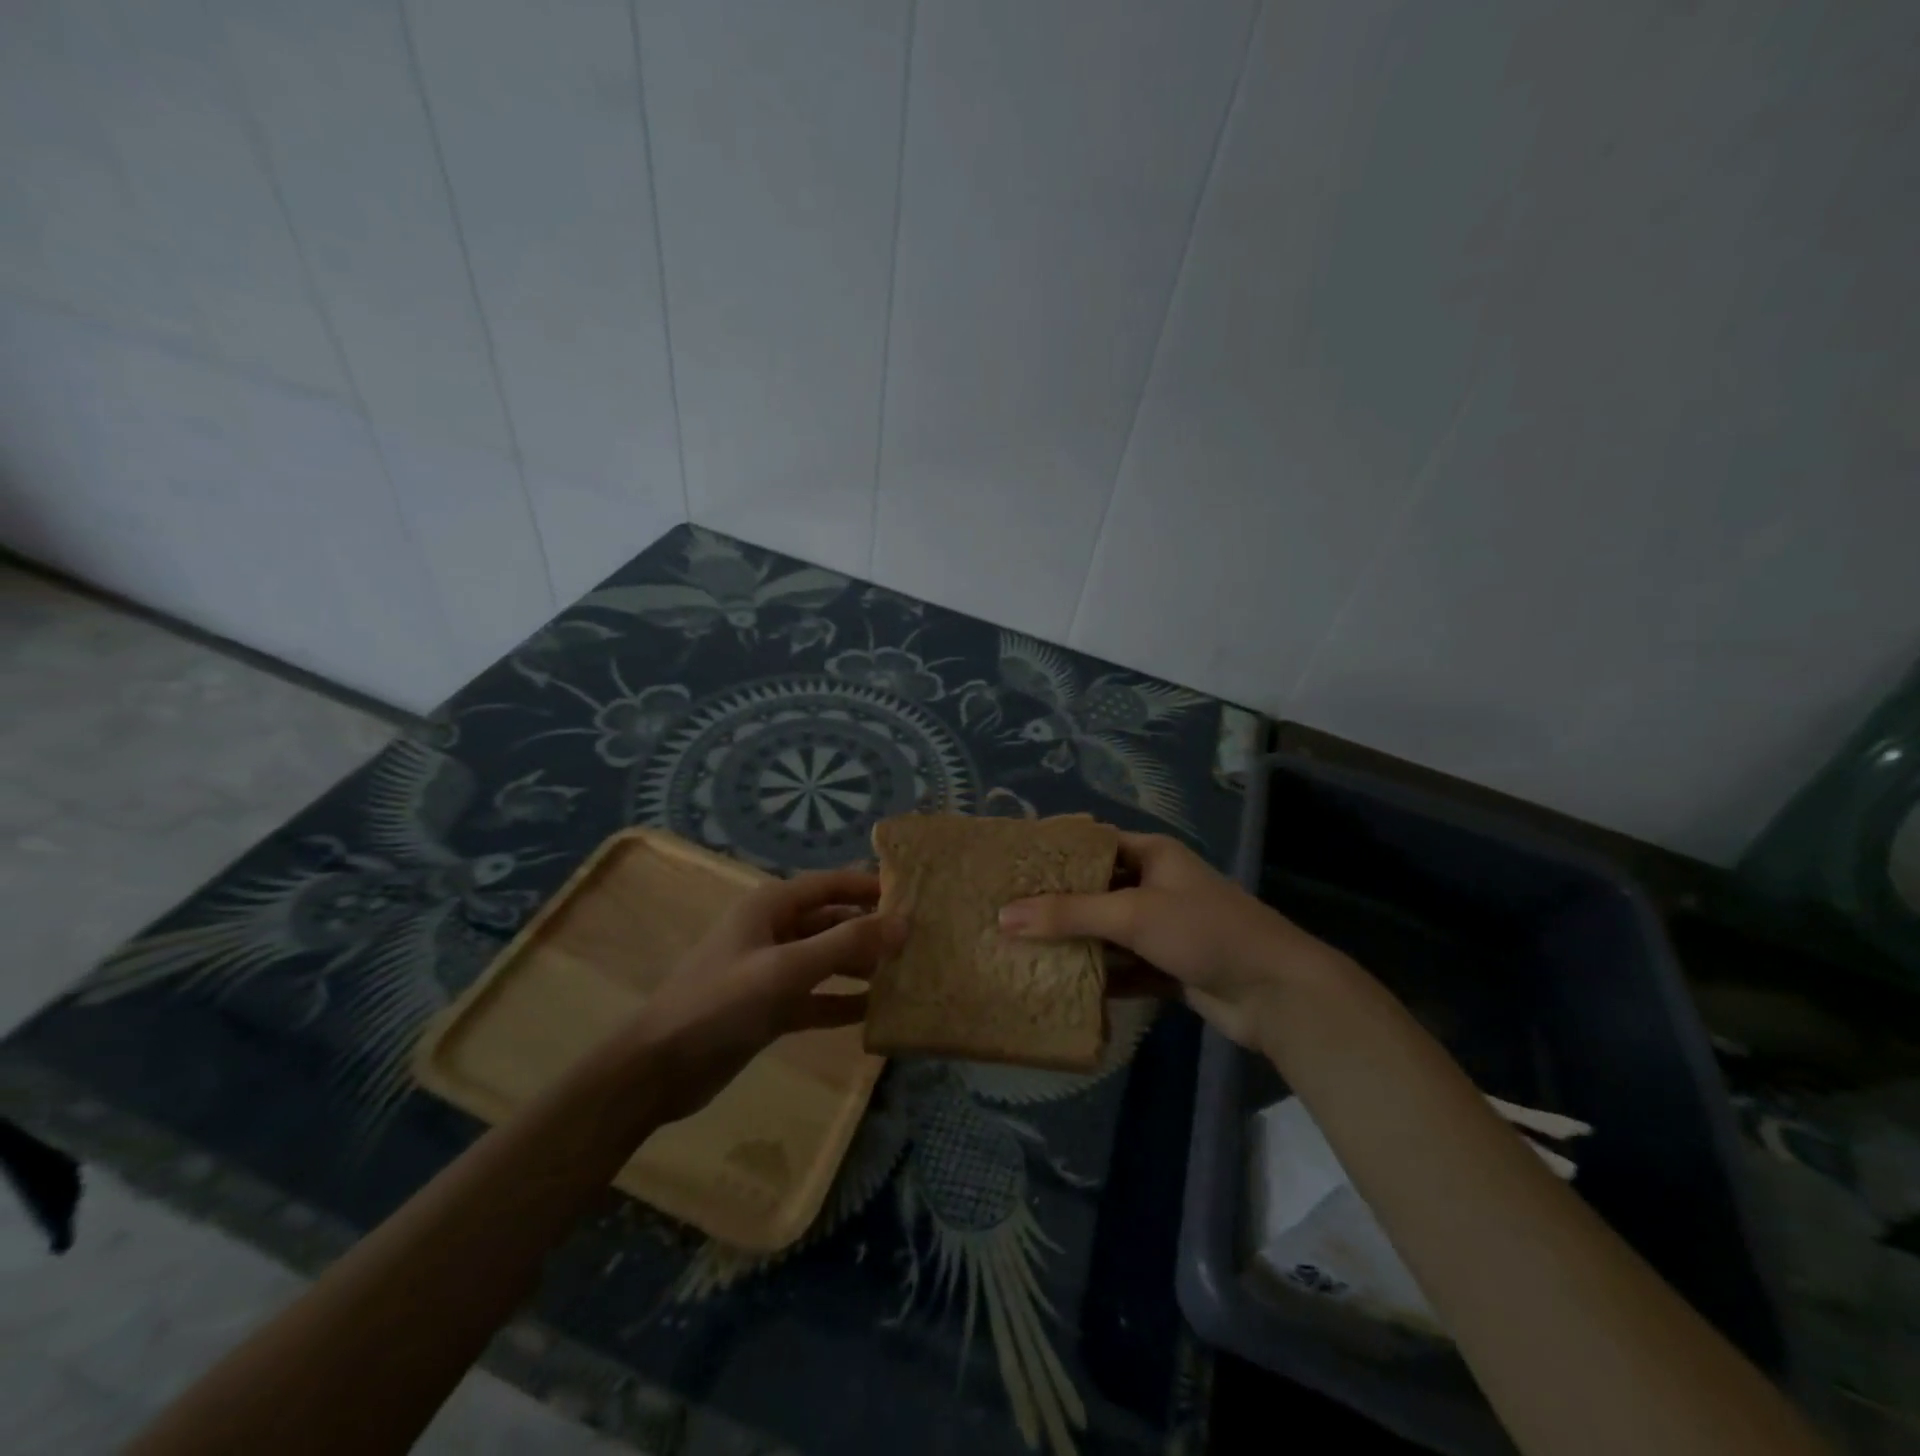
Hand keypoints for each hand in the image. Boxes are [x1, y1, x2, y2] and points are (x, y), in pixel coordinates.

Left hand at [625, 869, 904, 1122]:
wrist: (658, 1068)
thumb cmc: (721, 1003)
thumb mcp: (787, 968)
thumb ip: (846, 944)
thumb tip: (903, 922)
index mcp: (771, 907)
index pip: (831, 884)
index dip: (869, 886)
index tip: (913, 895)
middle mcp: (774, 931)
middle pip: (833, 921)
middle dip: (871, 929)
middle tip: (919, 940)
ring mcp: (772, 971)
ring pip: (827, 960)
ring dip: (861, 966)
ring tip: (907, 974)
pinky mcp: (771, 1007)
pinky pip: (817, 997)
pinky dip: (843, 1001)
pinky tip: (876, 1011)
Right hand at [998, 832, 1340, 1049]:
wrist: (1276, 993)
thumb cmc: (1203, 931)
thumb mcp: (1132, 915)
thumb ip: (1069, 914)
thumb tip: (1003, 916)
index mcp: (1152, 855)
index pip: (1093, 844)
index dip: (1055, 853)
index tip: (1012, 865)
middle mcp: (1155, 885)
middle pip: (1096, 889)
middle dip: (1057, 903)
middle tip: (1006, 911)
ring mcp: (1162, 928)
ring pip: (1107, 931)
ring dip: (1075, 942)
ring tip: (1021, 948)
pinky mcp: (1168, 966)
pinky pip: (1123, 966)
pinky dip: (1099, 975)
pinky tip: (1061, 984)